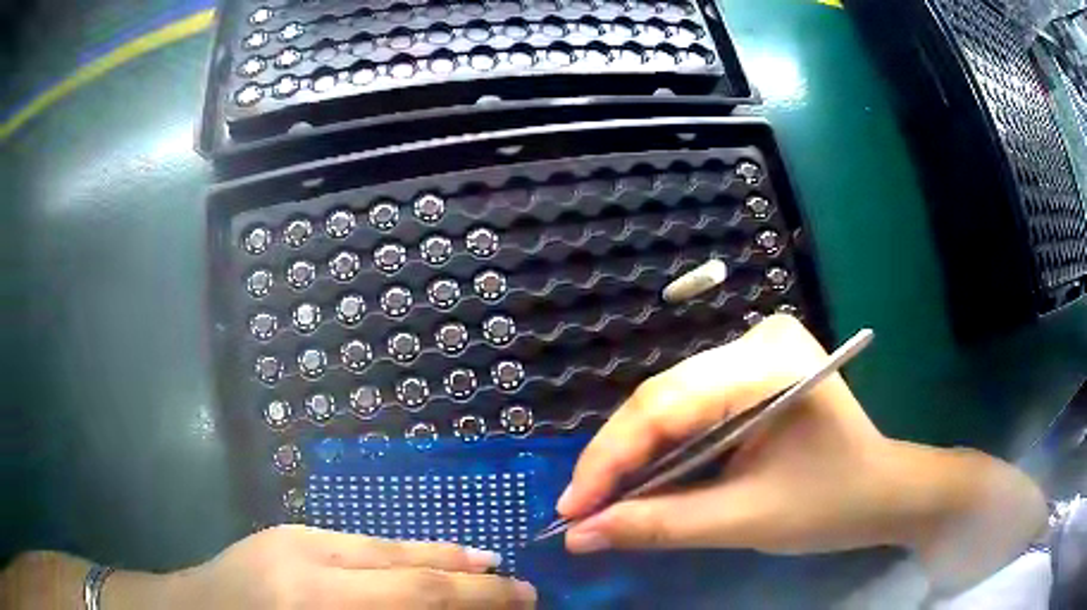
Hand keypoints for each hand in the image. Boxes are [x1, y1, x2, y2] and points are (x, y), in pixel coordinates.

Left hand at [164, 526, 536, 608]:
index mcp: (314, 601)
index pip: (418, 596)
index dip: (480, 598)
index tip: (526, 599)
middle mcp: (307, 559)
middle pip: (407, 564)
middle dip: (470, 576)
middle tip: (517, 584)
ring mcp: (292, 537)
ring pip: (383, 545)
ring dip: (438, 558)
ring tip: (482, 566)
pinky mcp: (285, 532)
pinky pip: (357, 542)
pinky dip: (398, 553)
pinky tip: (418, 561)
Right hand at [556, 316, 1043, 588]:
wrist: (881, 490)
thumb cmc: (830, 505)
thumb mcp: (745, 521)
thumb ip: (659, 525)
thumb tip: (580, 535)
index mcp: (769, 365)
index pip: (667, 405)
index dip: (609, 460)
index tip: (570, 510)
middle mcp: (756, 340)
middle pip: (661, 397)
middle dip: (614, 459)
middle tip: (579, 510)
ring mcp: (753, 349)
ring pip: (668, 400)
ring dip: (632, 454)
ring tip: (601, 499)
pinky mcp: (750, 370)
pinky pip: (688, 405)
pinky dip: (660, 446)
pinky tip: (642, 477)